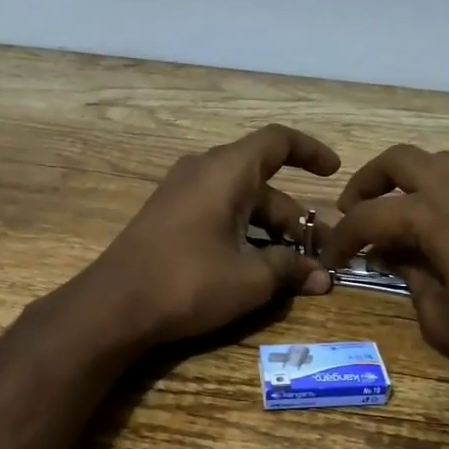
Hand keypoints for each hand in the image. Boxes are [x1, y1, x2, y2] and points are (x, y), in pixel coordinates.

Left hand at [86, 125, 340, 346]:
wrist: (113, 307)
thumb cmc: (188, 282)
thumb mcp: (250, 279)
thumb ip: (290, 270)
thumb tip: (322, 278)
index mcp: (226, 171)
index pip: (278, 141)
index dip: (310, 151)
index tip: (334, 172)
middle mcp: (203, 171)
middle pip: (262, 181)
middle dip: (294, 215)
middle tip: (319, 251)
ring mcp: (181, 193)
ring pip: (240, 200)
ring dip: (269, 229)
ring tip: (292, 267)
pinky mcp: (168, 217)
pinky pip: (217, 212)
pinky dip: (243, 232)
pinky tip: (254, 267)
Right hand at [320, 145, 448, 400]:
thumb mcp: (441, 321)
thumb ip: (412, 279)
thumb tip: (396, 257)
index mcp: (440, 219)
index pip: (373, 214)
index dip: (343, 235)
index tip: (331, 257)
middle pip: (406, 159)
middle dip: (371, 180)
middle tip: (357, 210)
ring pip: (447, 164)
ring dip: (415, 183)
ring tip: (405, 218)